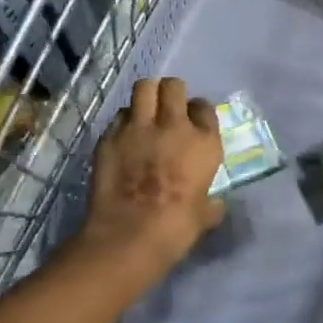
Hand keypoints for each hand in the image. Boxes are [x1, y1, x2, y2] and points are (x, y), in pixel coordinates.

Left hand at [81, 77, 225, 274]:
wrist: (129, 236)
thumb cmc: (176, 229)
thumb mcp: (205, 215)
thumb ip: (210, 202)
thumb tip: (213, 204)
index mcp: (203, 142)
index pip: (204, 107)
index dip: (198, 112)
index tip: (193, 122)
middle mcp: (173, 125)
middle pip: (173, 86)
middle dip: (171, 93)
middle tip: (168, 109)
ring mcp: (138, 128)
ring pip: (143, 88)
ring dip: (146, 97)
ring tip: (145, 113)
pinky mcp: (109, 136)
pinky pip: (119, 116)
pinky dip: (124, 122)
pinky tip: (124, 137)